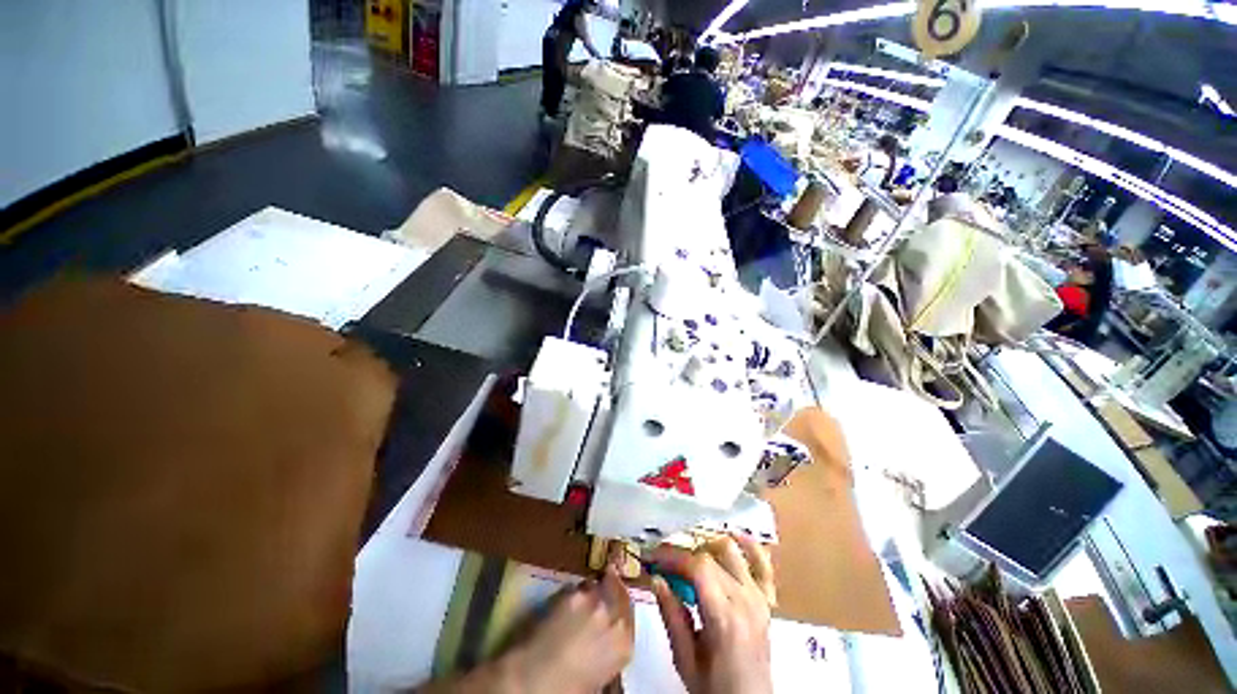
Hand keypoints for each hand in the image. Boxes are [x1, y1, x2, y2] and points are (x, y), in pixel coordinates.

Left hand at [426, 567, 633, 693]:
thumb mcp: (599, 675)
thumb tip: (607, 637)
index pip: (630, 614)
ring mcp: (593, 601)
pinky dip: (574, 591)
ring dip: (593, 587)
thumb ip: (609, 649)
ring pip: (597, 584)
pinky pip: (576, 586)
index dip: (622, 605)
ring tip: (583, 594)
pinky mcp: (571, 593)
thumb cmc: (568, 688)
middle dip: (612, 586)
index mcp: (623, 644)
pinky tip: (565, 601)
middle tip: (607, 580)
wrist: (535, 680)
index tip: (617, 600)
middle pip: (618, 591)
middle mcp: (613, 617)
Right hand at [651, 535, 774, 693]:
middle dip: (683, 552)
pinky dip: (749, 546)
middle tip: (663, 558)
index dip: (673, 556)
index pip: (698, 566)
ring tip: (688, 552)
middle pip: (711, 556)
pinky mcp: (767, 599)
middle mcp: (746, 599)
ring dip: (708, 544)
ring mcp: (760, 597)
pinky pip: (762, 564)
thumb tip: (656, 579)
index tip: (652, 556)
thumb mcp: (685, 660)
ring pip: (733, 551)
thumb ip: (672, 616)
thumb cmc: (713, 688)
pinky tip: (733, 536)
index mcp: (725, 616)